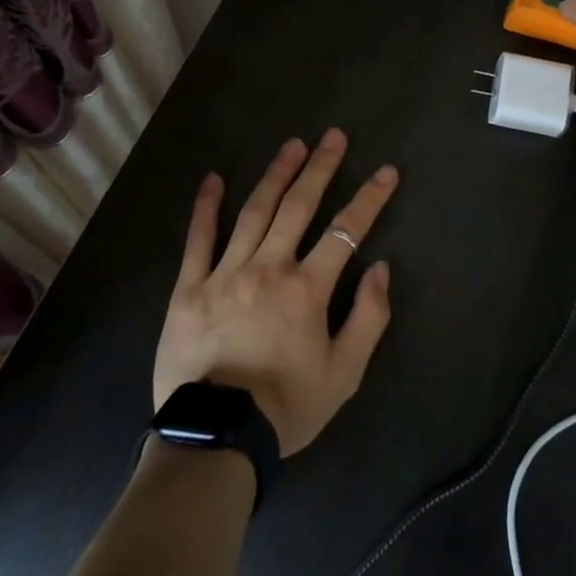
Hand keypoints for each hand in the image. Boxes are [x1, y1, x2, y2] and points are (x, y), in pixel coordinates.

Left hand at [154, 129, 397, 455]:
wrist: (217, 439)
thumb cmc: (286, 407)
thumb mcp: (345, 374)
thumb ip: (368, 318)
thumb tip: (381, 269)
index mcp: (307, 289)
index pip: (345, 231)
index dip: (369, 199)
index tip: (385, 172)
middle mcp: (268, 268)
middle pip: (298, 206)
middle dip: (320, 168)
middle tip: (333, 136)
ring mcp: (225, 273)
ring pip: (254, 212)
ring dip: (275, 175)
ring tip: (292, 146)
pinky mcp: (189, 287)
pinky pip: (198, 239)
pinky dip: (206, 207)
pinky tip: (213, 179)